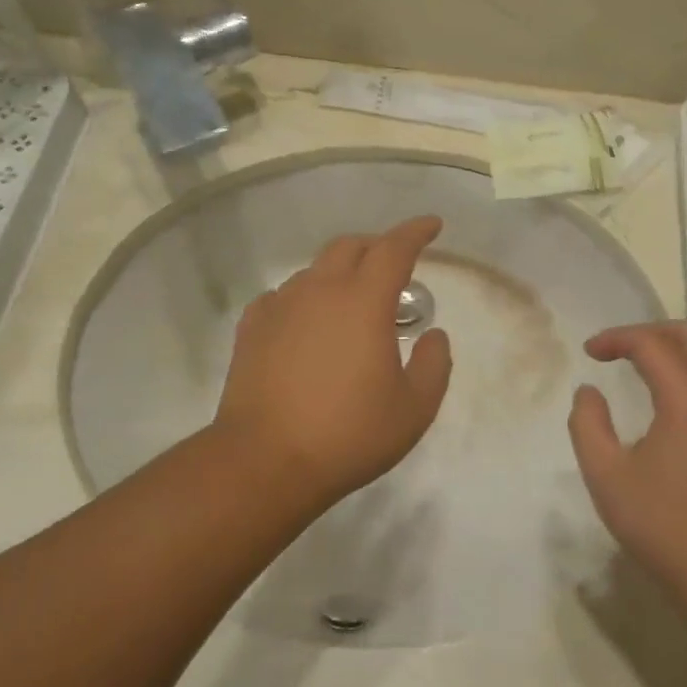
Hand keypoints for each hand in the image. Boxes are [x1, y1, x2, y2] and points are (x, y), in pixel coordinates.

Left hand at [214, 216, 452, 510]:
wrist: (265, 461)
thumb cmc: (348, 434)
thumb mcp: (414, 409)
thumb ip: (434, 365)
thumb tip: (433, 335)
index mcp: (363, 301)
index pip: (394, 248)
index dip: (416, 231)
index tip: (432, 225)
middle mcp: (320, 291)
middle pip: (350, 247)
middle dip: (377, 246)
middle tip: (394, 265)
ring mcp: (280, 307)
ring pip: (314, 270)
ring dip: (340, 273)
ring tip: (352, 301)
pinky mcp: (252, 329)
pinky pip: (282, 296)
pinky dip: (304, 298)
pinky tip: (306, 322)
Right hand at [567, 322, 686, 605]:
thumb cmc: (664, 526)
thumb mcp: (607, 476)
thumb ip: (588, 425)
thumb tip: (589, 393)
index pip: (652, 344)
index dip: (616, 339)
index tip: (589, 353)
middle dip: (651, 331)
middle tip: (618, 348)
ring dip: (674, 350)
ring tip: (638, 366)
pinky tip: (666, 399)